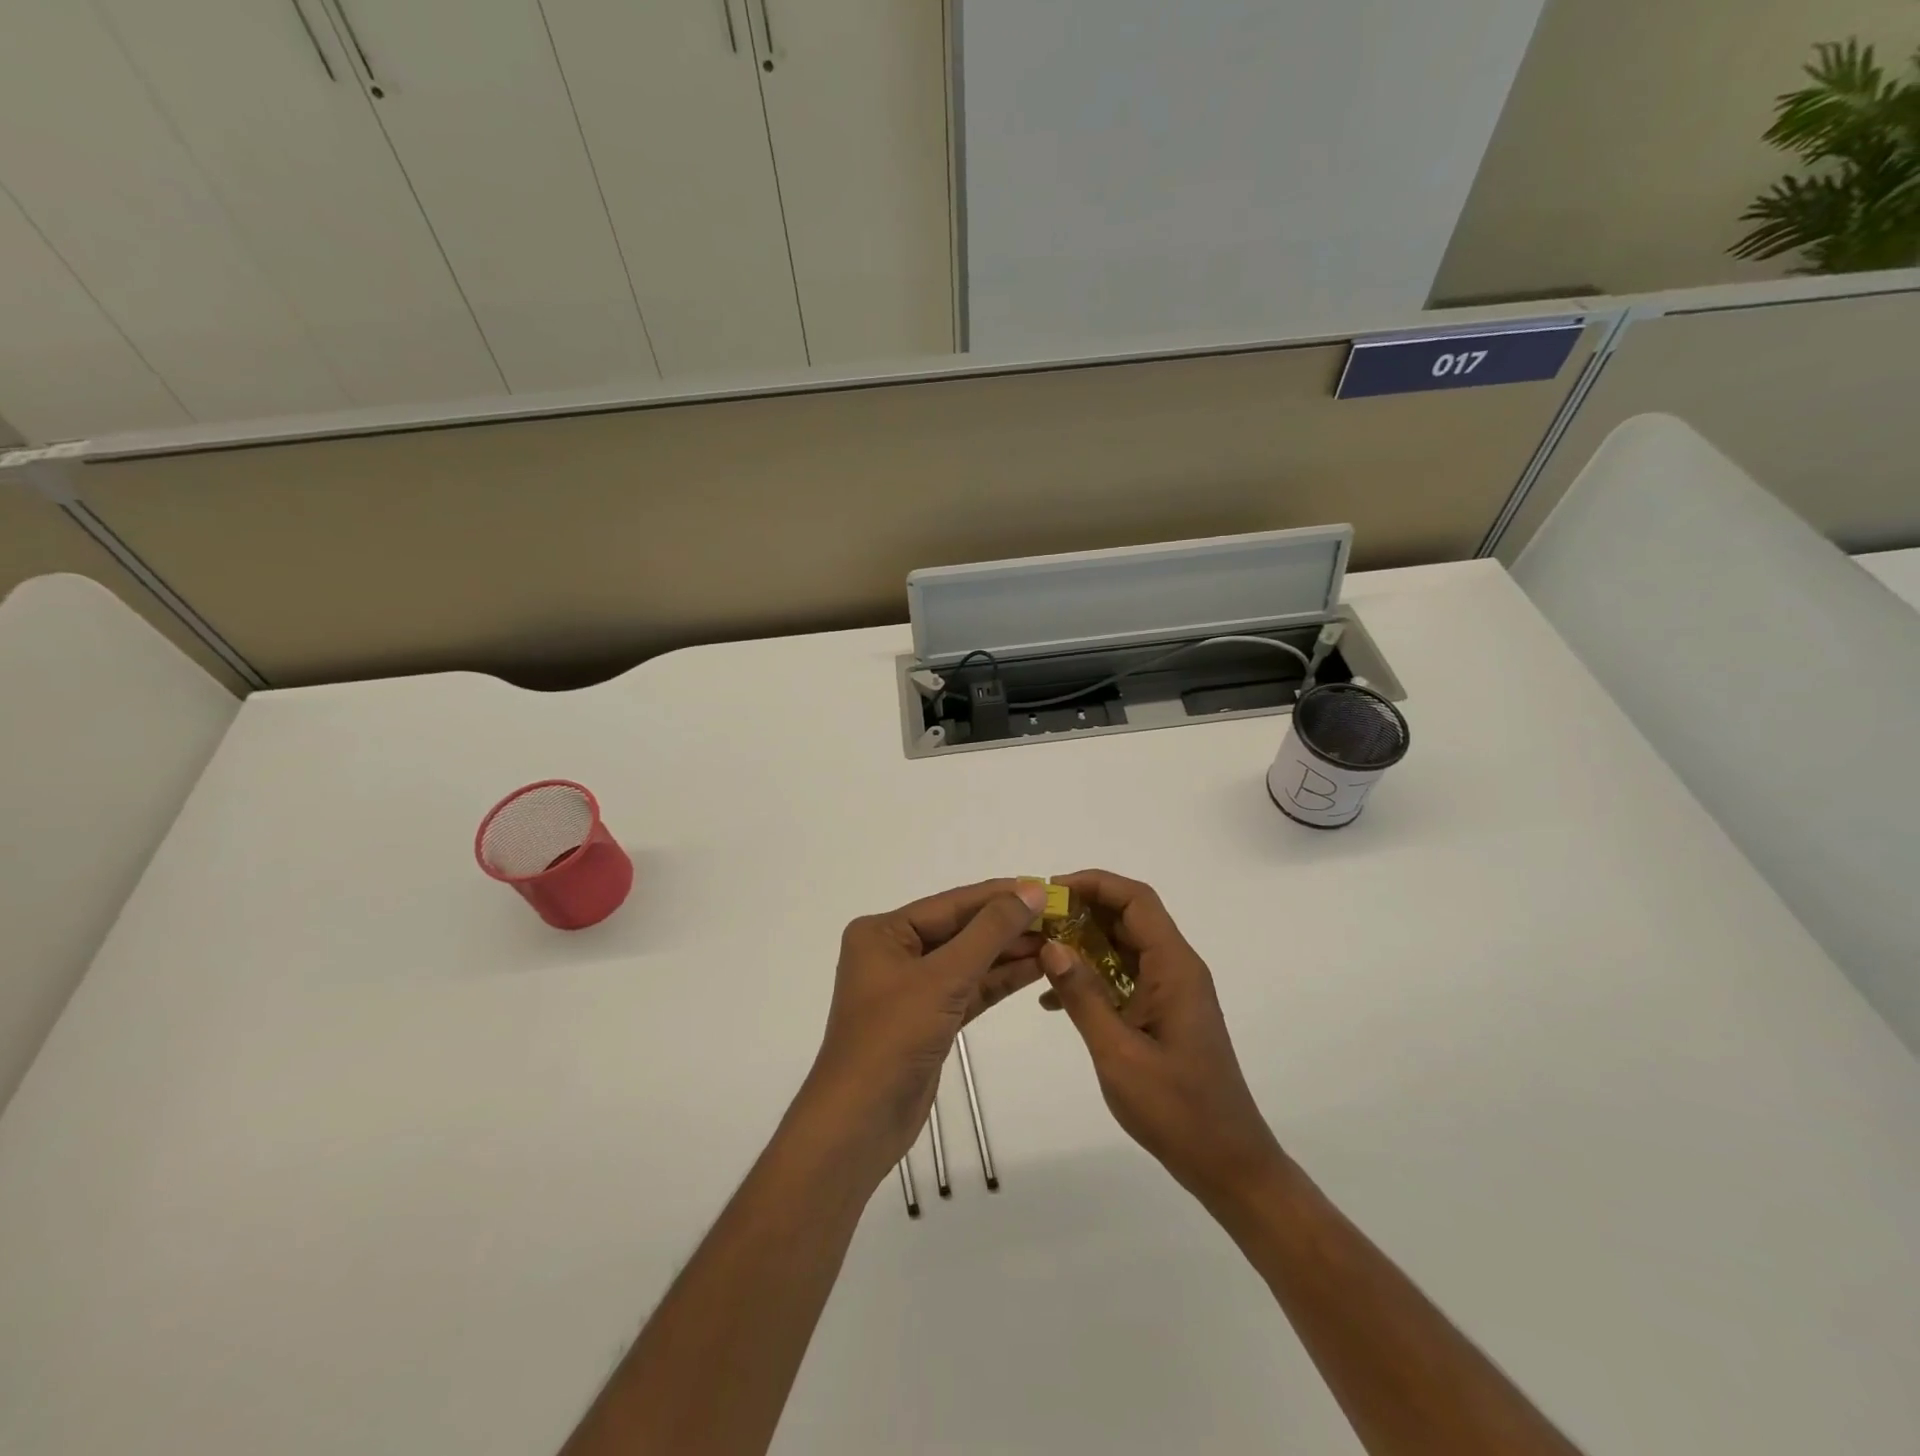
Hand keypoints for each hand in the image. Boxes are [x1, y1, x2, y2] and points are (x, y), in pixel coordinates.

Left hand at [799, 879, 1049, 1181]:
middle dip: (1008, 925)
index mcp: (884, 932)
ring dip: (1009, 953)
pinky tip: (1037, 969)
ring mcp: (911, 988)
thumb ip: (990, 932)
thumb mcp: (944, 977)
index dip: (999, 895)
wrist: (860, 1123)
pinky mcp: (929, 1019)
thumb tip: (1031, 890)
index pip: (951, 904)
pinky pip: (969, 989)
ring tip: (1058, 940)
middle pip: (961, 930)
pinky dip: (999, 981)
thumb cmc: (893, 1037)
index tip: (1045, 887)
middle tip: (1060, 917)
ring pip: (968, 960)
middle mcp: (894, 952)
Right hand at [1039, 869, 1282, 1206]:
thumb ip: (1083, 996)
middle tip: (1036, 921)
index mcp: (1174, 967)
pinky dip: (1092, 976)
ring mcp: (1172, 991)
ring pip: (1124, 946)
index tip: (1051, 892)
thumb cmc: (1176, 1109)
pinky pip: (1125, 976)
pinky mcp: (1164, 1013)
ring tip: (1038, 952)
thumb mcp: (1118, 1053)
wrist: (1226, 1163)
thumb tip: (1051, 946)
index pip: (1136, 900)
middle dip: (1082, 911)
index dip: (1094, 884)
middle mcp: (1176, 968)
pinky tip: (1055, 998)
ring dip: (1083, 943)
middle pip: (1129, 917)